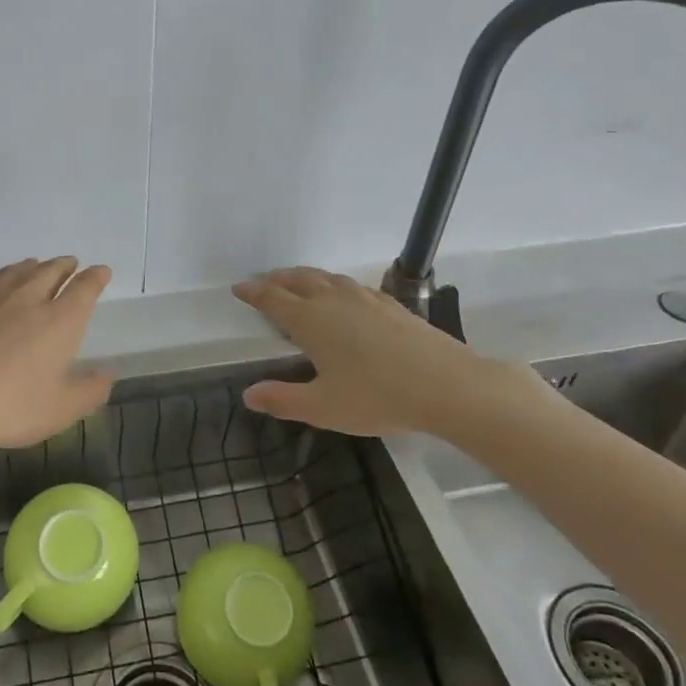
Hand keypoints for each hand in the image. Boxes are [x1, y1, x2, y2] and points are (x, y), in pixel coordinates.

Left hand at [0, 256, 114, 464]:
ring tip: (34, 264)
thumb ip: (90, 391)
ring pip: (13, 273)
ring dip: (28, 266)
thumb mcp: (62, 410)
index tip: (102, 271)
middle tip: (70, 263)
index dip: (95, 278)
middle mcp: (27, 301)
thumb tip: (107, 374)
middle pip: (50, 272)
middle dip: (64, 266)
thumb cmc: (10, 407)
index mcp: (59, 321)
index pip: (84, 289)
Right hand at [232, 267, 547, 438]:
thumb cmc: (378, 397)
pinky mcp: (391, 304)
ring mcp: (365, 299)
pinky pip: (351, 285)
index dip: (253, 292)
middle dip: (277, 280)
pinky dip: (335, 284)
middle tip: (264, 283)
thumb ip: (283, 400)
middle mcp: (333, 301)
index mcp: (311, 321)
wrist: (447, 384)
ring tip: (297, 282)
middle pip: (298, 280)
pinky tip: (344, 295)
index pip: (273, 299)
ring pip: (326, 278)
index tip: (238, 288)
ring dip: (305, 277)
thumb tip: (249, 394)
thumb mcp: (323, 408)